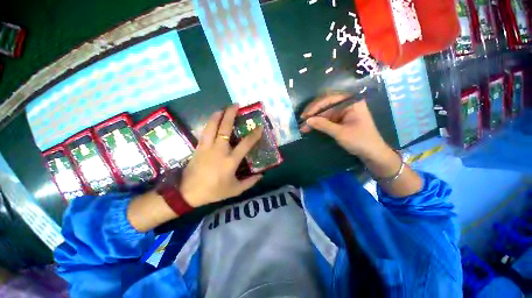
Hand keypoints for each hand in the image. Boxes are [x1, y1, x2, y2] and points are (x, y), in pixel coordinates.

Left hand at [180, 105, 263, 206]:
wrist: (188, 192)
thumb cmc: (214, 191)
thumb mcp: (235, 190)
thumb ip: (250, 182)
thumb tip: (261, 176)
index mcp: (230, 160)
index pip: (246, 144)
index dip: (254, 134)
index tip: (259, 126)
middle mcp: (219, 150)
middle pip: (225, 128)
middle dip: (231, 114)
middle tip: (235, 105)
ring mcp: (207, 147)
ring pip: (212, 126)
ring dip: (218, 115)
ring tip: (223, 108)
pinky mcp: (198, 147)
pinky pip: (205, 131)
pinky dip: (209, 123)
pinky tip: (212, 119)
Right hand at [301, 93, 421, 196]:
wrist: (372, 154)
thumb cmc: (360, 141)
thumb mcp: (340, 133)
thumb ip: (323, 125)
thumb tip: (307, 121)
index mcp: (352, 102)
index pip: (330, 99)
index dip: (315, 106)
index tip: (305, 115)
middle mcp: (347, 104)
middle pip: (326, 104)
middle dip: (313, 113)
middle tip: (302, 121)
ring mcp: (343, 112)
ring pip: (325, 113)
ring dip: (314, 119)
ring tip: (303, 127)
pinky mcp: (341, 120)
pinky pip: (327, 119)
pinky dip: (319, 123)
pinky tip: (310, 127)